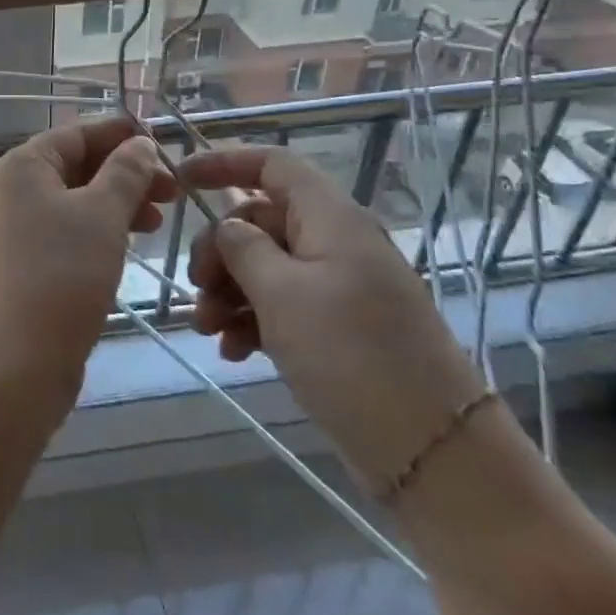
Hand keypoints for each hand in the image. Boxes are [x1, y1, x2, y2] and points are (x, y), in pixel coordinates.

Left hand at [0, 119, 175, 397]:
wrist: (13, 360)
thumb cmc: (60, 274)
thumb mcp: (102, 215)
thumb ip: (125, 173)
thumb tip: (139, 143)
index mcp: (22, 166)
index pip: (76, 134)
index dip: (119, 134)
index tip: (163, 142)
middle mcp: (12, 190)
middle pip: (76, 167)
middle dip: (125, 174)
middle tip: (172, 191)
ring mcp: (14, 229)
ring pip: (74, 202)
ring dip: (117, 205)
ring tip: (159, 222)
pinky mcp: (23, 264)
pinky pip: (67, 232)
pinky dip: (99, 231)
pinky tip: (128, 246)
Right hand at [177, 145, 485, 486]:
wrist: (434, 451)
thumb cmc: (352, 355)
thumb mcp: (282, 294)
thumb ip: (242, 248)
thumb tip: (228, 227)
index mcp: (331, 219)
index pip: (273, 165)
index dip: (225, 163)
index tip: (181, 180)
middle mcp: (337, 243)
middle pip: (261, 221)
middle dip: (220, 251)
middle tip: (198, 289)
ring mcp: (340, 287)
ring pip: (267, 267)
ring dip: (230, 292)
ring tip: (209, 330)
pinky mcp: (341, 328)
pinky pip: (284, 305)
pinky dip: (253, 320)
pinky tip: (234, 351)